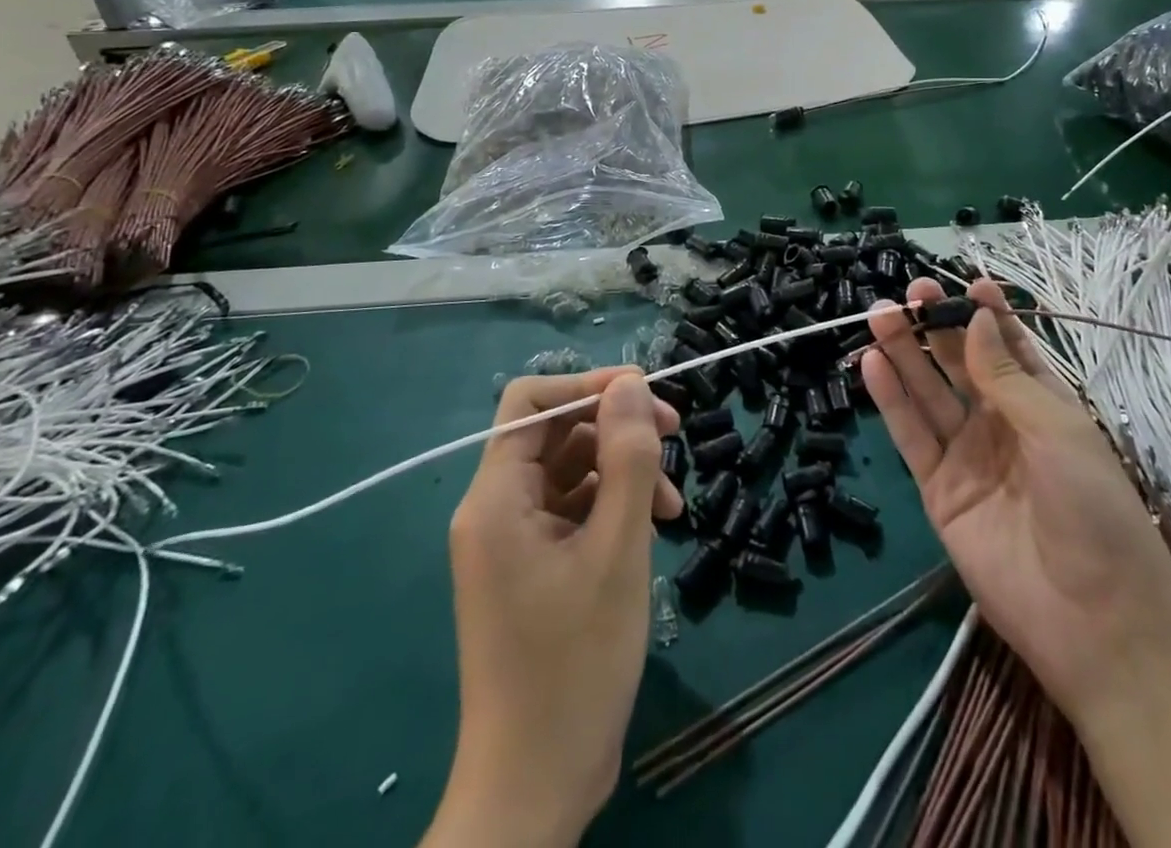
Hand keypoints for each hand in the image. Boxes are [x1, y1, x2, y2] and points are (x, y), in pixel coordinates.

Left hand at [427, 369, 680, 847]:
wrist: (536, 786)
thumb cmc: (575, 663)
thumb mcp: (617, 550)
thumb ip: (628, 458)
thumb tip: (630, 384)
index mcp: (497, 498)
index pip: (531, 402)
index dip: (587, 386)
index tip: (646, 397)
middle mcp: (496, 509)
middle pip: (556, 433)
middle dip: (616, 428)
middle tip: (674, 438)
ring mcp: (514, 541)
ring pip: (572, 471)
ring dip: (623, 471)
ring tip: (672, 503)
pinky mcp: (534, 568)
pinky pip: (575, 511)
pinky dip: (614, 508)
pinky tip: (653, 528)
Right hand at [862, 280, 1170, 716]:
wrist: (1095, 624)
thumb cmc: (1095, 512)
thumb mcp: (1058, 431)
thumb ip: (1006, 376)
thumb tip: (976, 318)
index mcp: (1042, 406)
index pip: (1009, 348)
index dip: (988, 315)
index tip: (966, 281)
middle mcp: (1001, 424)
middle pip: (960, 364)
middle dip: (936, 326)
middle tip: (909, 292)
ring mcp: (967, 455)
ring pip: (928, 393)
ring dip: (904, 353)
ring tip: (880, 315)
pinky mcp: (939, 489)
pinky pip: (911, 435)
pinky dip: (890, 399)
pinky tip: (871, 364)